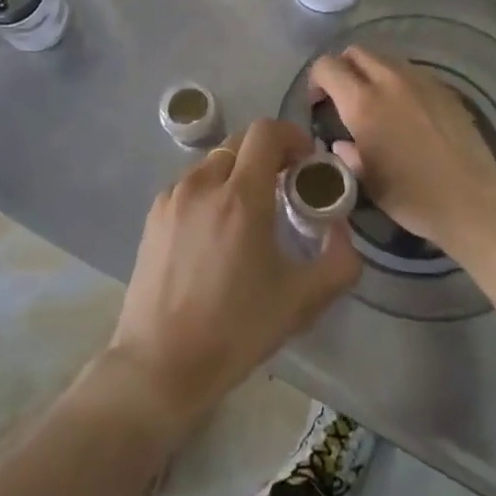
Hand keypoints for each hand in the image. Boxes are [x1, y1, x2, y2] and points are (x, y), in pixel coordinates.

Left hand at [106, 119, 359, 443]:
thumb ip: (340, 260)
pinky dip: (211, 191)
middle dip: (268, 155)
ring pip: (213, 163)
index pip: (266, 132)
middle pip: (240, 142)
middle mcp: (203, 184)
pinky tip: (216, 232)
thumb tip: (342, 228)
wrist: (161, 363)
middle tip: (285, 188)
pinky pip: (190, 185)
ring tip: (250, 213)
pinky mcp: (153, 215)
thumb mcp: (303, 300)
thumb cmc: (236, 329)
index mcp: (241, 197)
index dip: (292, 136)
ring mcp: (173, 197)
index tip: (306, 163)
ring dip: (238, 173)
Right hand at [310, 46, 495, 255]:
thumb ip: (347, 154)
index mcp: (363, 103)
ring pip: (385, 57)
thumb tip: (343, 143)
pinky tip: (406, 111)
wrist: (471, 200)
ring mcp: (421, 81)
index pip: (327, 66)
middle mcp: (389, 81)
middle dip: (343, 69)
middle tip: (344, 98)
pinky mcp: (444, 88)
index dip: (316, 80)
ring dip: (371, 72)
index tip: (319, 104)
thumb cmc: (412, 196)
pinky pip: (411, 72)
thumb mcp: (365, 180)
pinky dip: (398, 82)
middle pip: (356, 52)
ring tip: (376, 102)